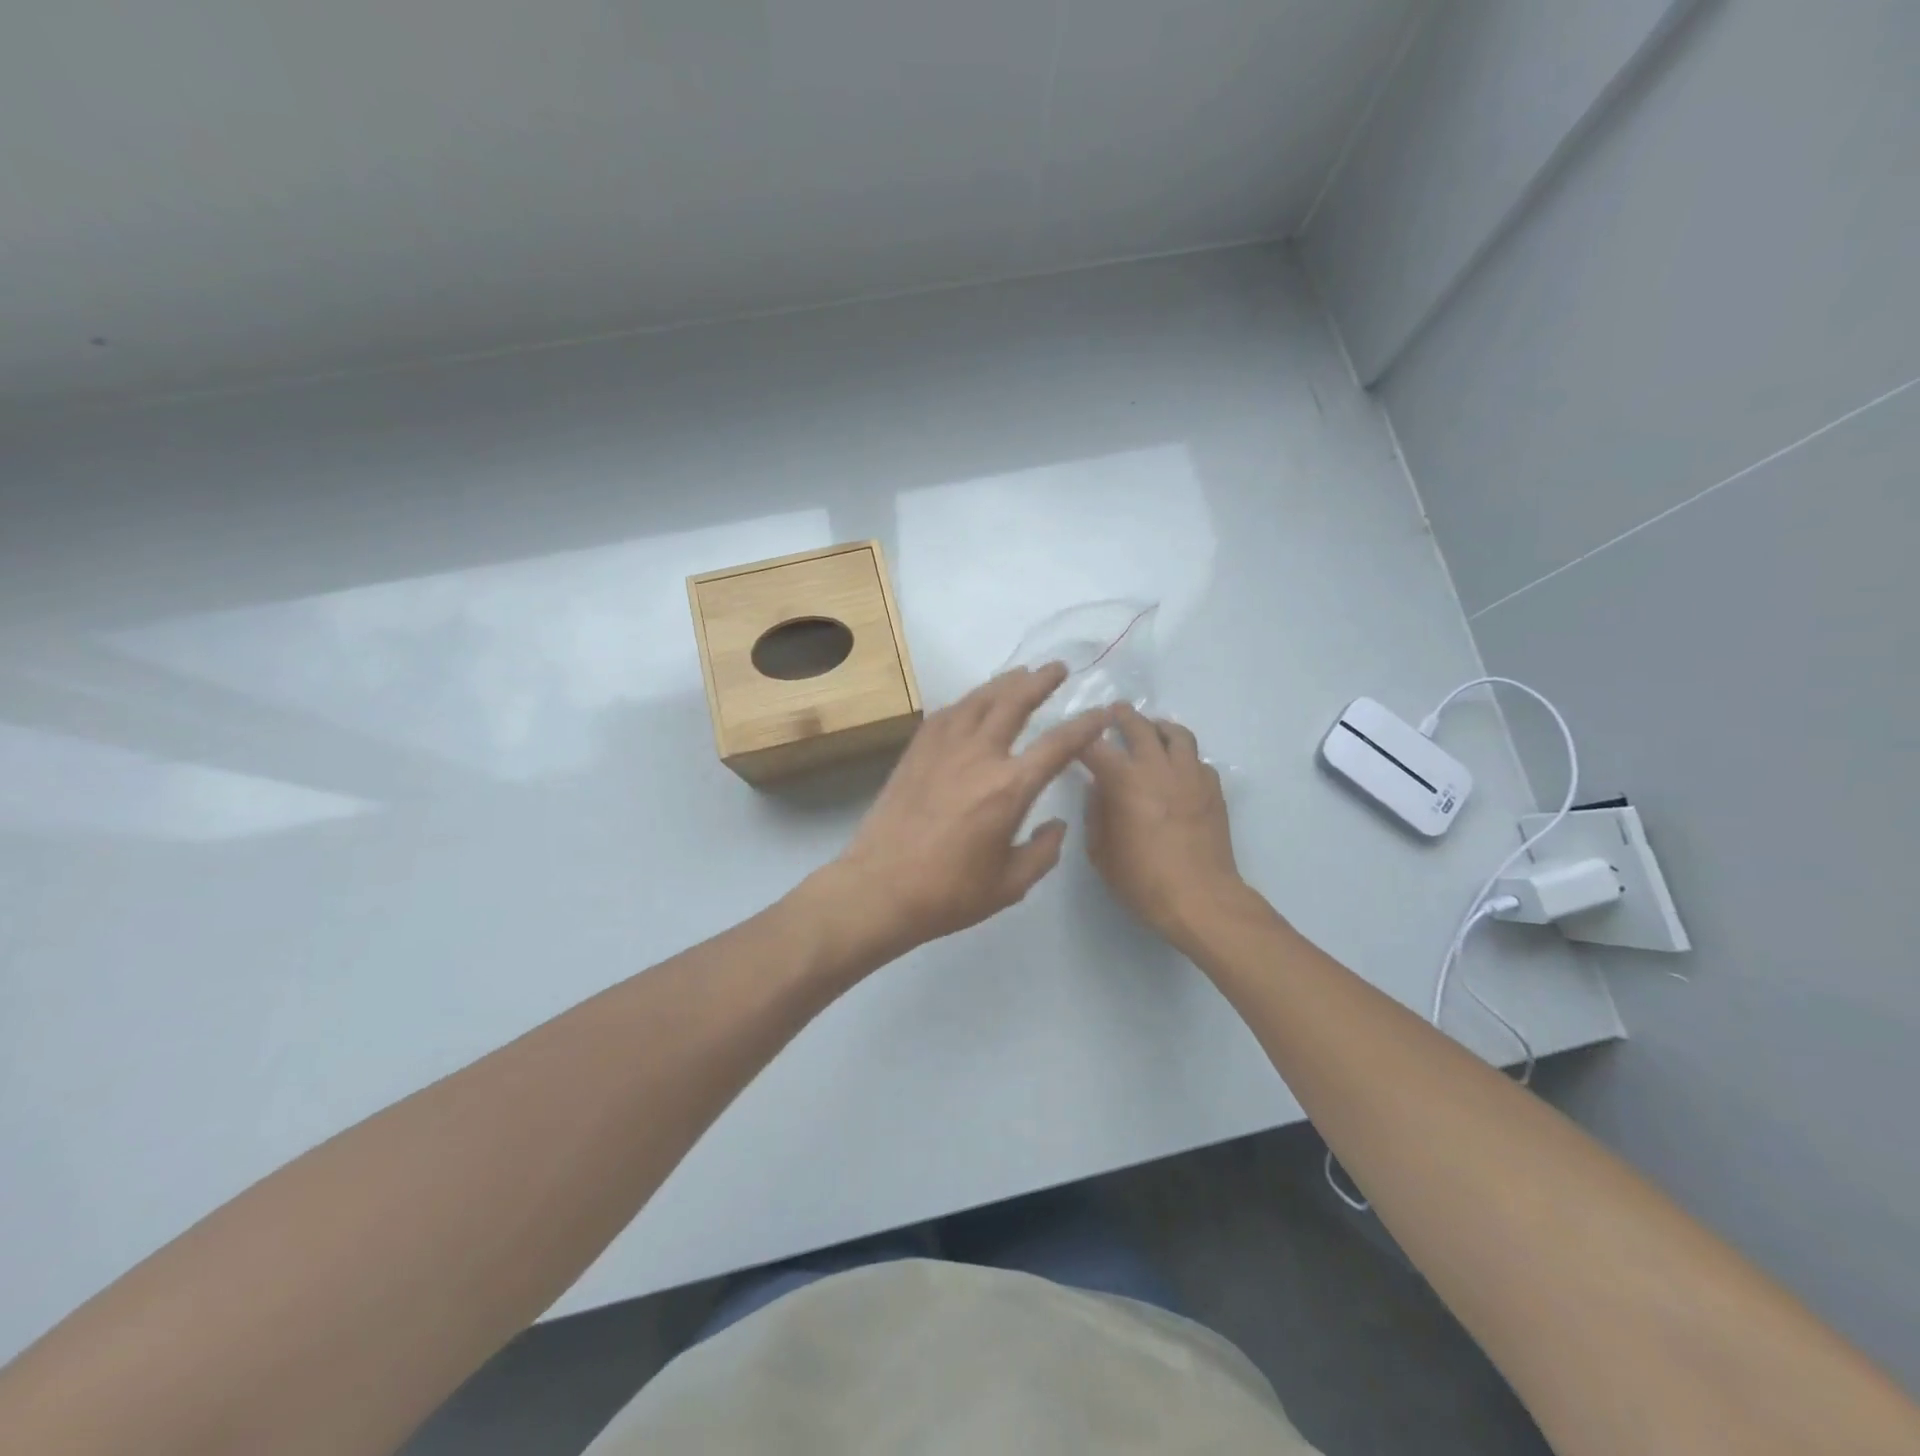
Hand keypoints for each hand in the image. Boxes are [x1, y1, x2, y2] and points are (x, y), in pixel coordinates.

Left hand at [831, 663, 1110, 953]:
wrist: (880, 888)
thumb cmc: (950, 893)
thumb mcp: (1011, 884)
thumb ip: (1044, 852)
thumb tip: (1057, 824)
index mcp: (1010, 787)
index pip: (1058, 745)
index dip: (1085, 725)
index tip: (1102, 711)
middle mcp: (979, 756)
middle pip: (1014, 703)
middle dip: (1040, 681)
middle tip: (1057, 668)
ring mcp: (943, 750)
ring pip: (978, 700)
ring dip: (1003, 683)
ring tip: (1019, 673)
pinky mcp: (915, 753)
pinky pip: (946, 715)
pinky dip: (966, 702)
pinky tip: (971, 702)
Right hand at [1082, 704, 1244, 945]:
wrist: (1200, 898)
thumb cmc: (1142, 879)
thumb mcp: (1100, 851)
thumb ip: (1095, 812)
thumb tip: (1096, 788)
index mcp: (1124, 780)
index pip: (1094, 745)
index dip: (1080, 736)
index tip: (1073, 734)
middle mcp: (1157, 767)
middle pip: (1139, 726)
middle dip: (1122, 716)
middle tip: (1114, 713)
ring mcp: (1190, 775)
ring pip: (1177, 734)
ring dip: (1159, 727)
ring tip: (1152, 730)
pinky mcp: (1213, 789)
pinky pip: (1198, 760)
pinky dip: (1184, 757)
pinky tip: (1178, 770)